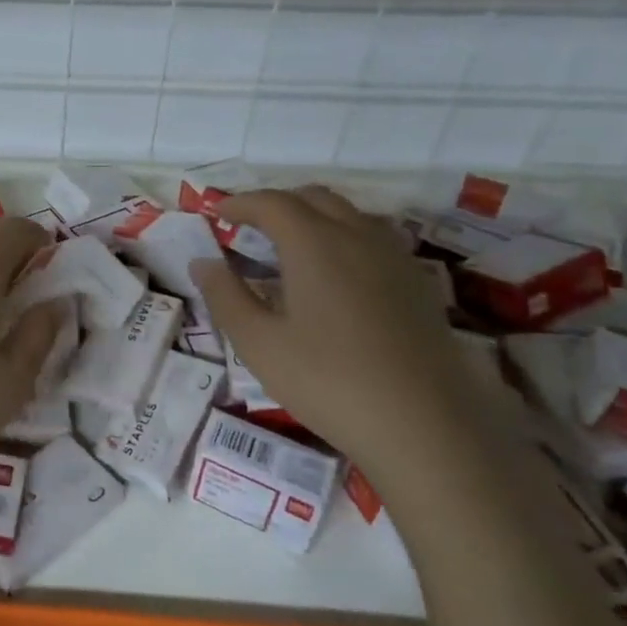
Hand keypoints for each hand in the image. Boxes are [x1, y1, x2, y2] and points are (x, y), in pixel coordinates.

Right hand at [191, 186, 513, 481]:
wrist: (424, 427)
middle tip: (250, 228)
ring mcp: (394, 258)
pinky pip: (374, 239)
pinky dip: (344, 238)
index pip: (271, 203)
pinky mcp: (418, 284)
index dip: (240, 203)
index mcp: (314, 243)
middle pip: (314, 198)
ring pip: (349, 214)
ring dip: (314, 217)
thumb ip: (225, 296)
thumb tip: (202, 262)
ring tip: (290, 248)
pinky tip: (336, 276)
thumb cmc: (327, 381)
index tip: (217, 213)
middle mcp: (357, 236)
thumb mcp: (258, 343)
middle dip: (277, 204)